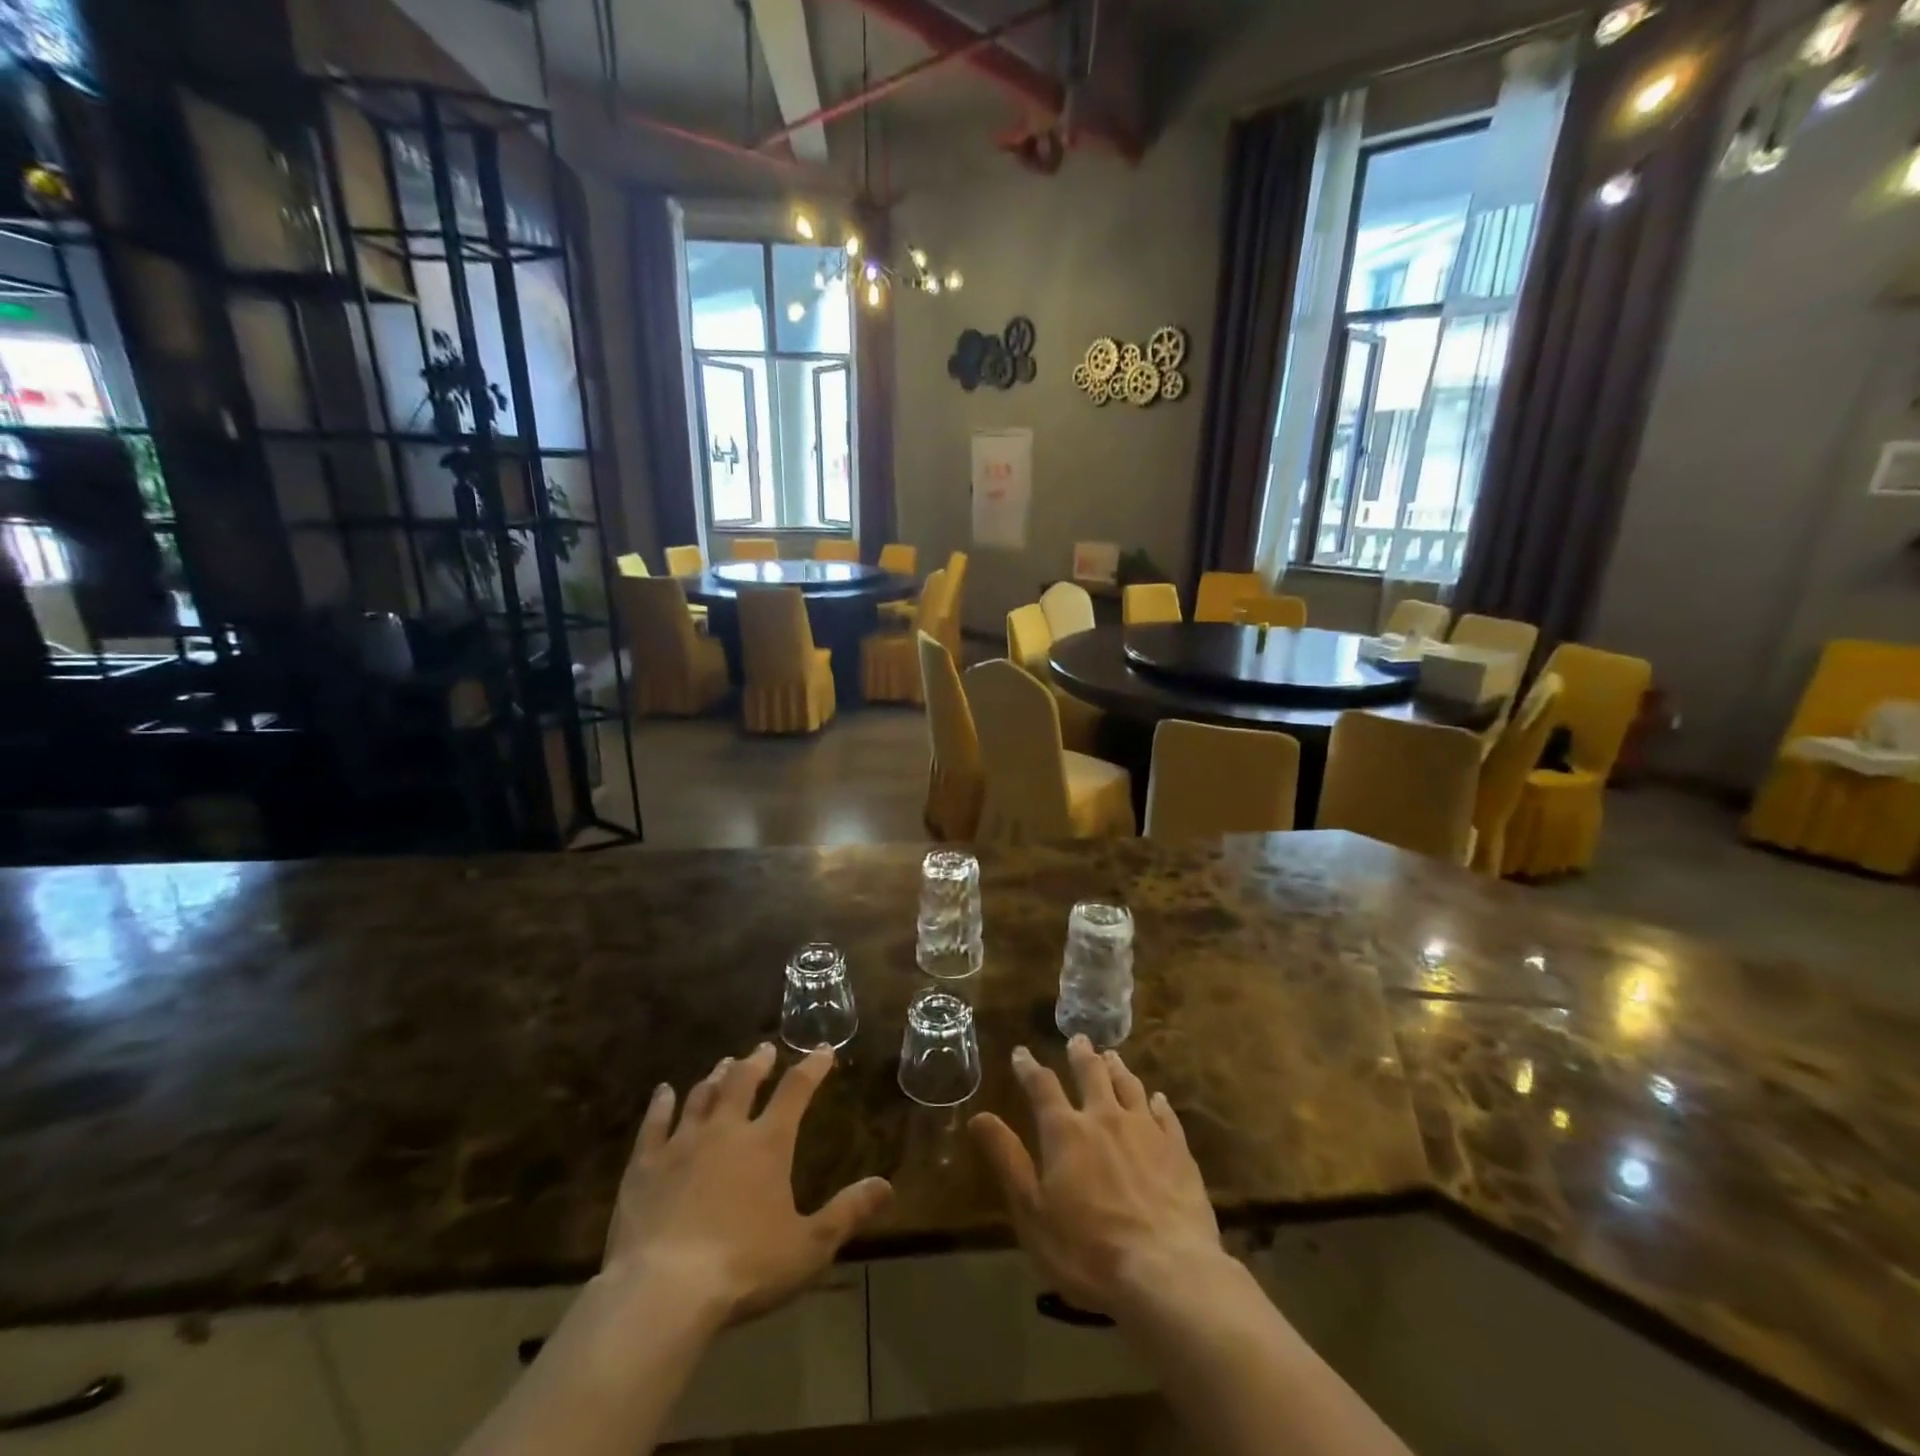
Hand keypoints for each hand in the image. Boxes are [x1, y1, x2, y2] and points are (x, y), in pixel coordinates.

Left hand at [602, 1043, 891, 1325]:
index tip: (822, 1050)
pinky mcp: (644, 1165)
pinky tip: (663, 1093)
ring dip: (715, 1077)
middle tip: (763, 1050)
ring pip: (701, 1096)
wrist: (663, 1292)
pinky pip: (654, 1123)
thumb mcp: (808, 1247)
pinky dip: (661, 1104)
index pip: (796, 1090)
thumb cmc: (744, 1268)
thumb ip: (846, 1213)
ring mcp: (682, 1143)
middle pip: (742, 1081)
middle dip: (756, 1062)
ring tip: (723, 1065)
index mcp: (768, 1144)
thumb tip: (886, 1185)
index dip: (812, 1067)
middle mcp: (726, 1130)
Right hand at [969, 1037, 1223, 1316]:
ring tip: (1111, 1056)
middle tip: (1078, 1039)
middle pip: (1091, 1073)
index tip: (1021, 1053)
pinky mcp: (1178, 1150)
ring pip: (1129, 1085)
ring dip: (1117, 1068)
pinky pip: (1165, 1115)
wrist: (1166, 1273)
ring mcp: (1145, 1130)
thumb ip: (1007, 1160)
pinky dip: (1157, 1102)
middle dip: (1081, 1054)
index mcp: (1065, 1131)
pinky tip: (1157, 1098)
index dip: (1029, 1068)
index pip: (1042, 1087)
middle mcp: (1104, 1118)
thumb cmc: (1087, 1251)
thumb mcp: (1032, 1212)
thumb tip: (979, 1116)